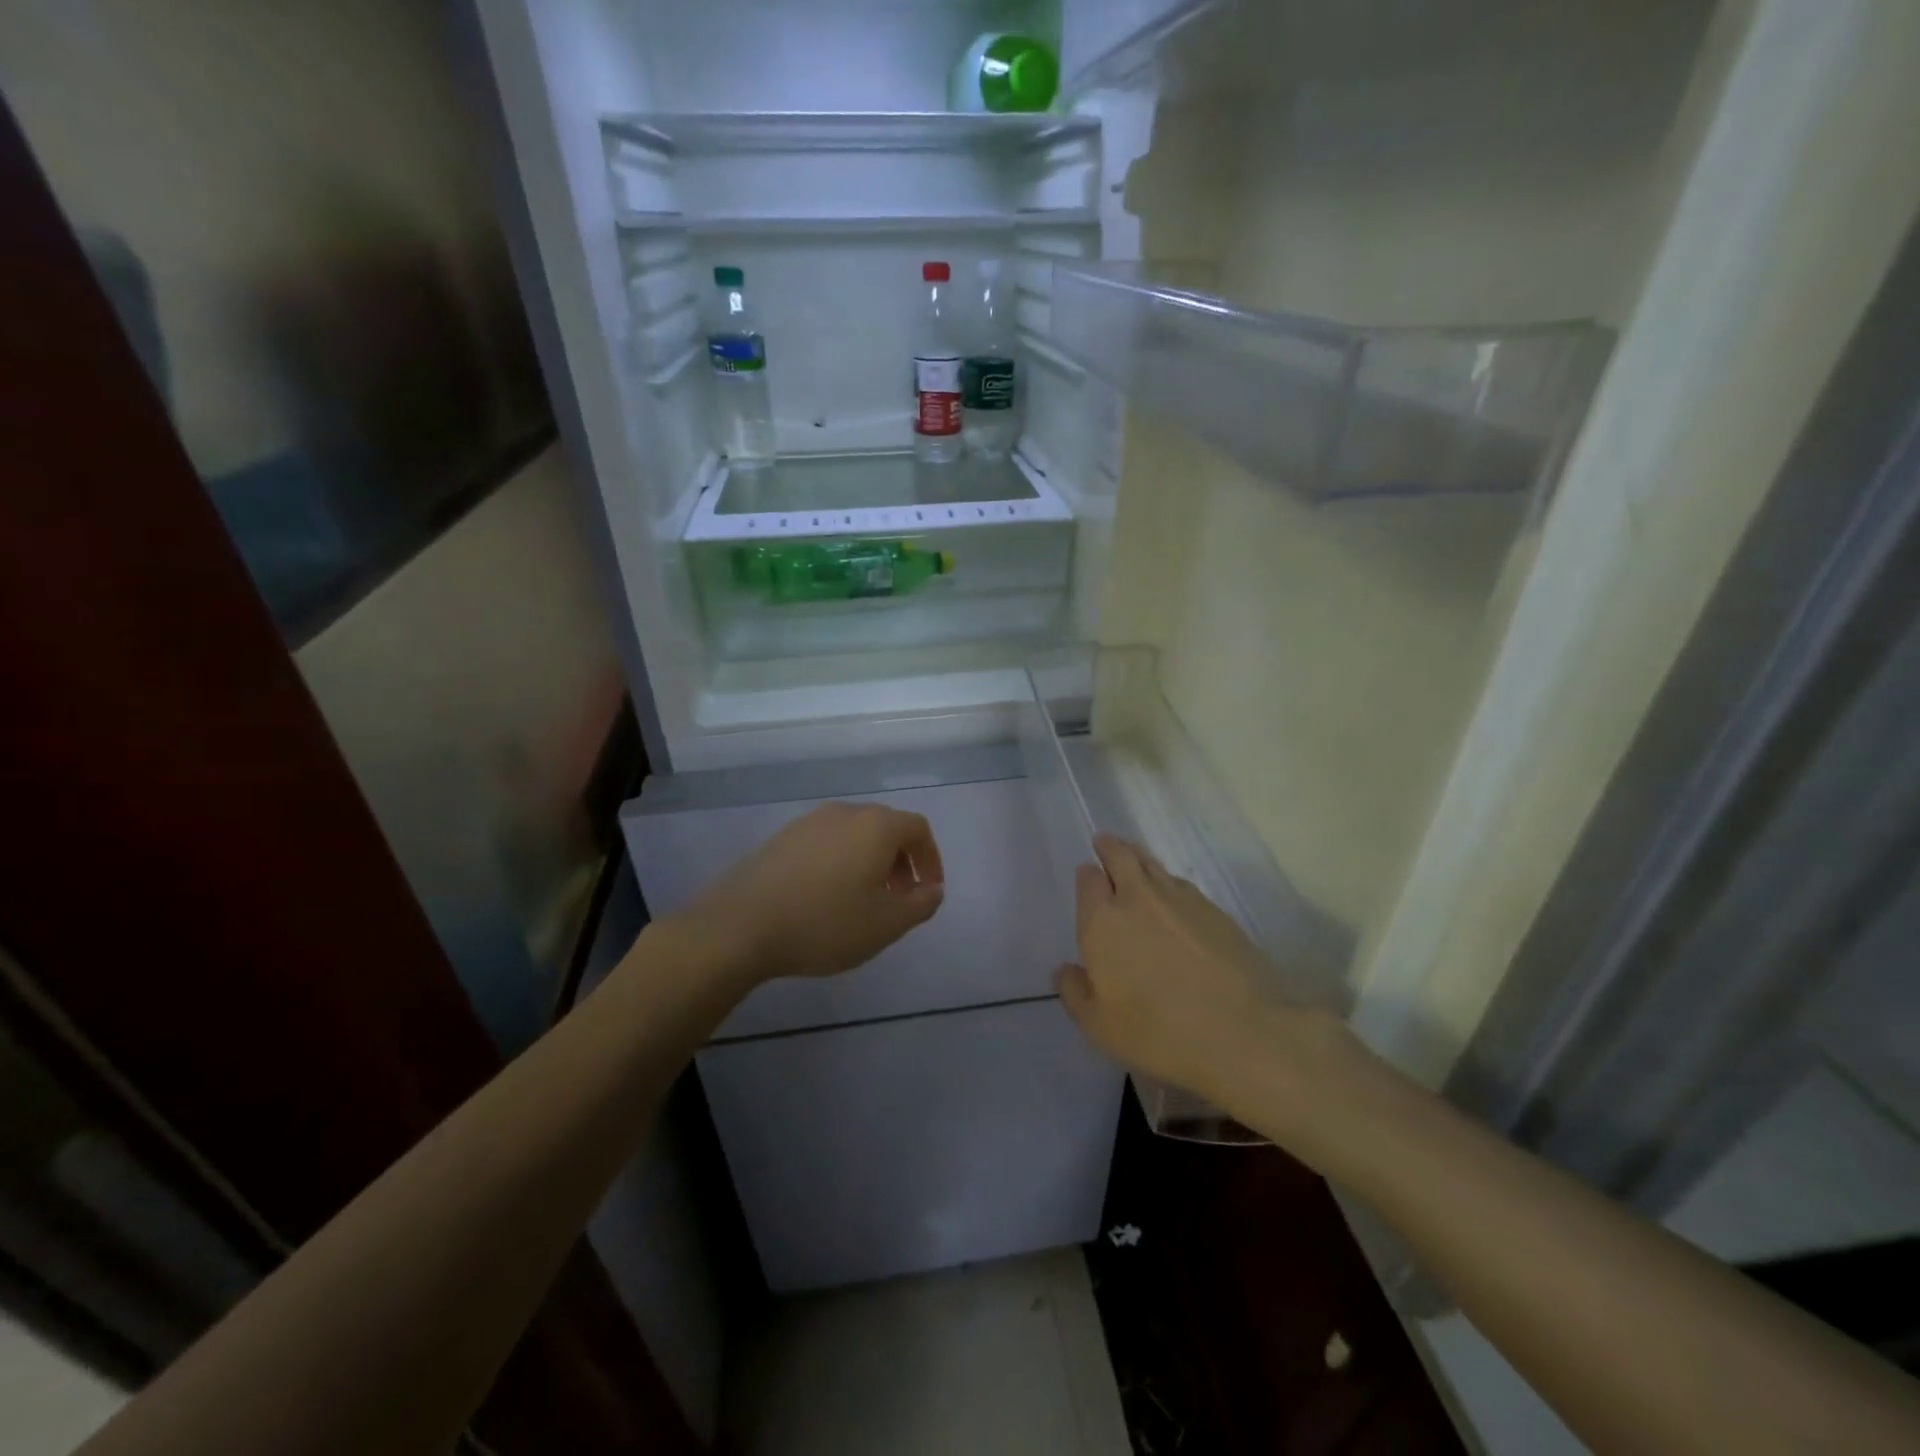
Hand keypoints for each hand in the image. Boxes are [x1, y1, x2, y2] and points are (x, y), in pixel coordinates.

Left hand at [677, 802, 944, 982]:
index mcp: (876, 826)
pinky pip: (825, 844)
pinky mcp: (781, 838)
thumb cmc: (825, 923)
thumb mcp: (886, 924)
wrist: (740, 926)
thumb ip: (921, 904)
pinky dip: (840, 863)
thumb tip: (932, 888)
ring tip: (863, 900)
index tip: (929, 890)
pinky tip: (826, 898)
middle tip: (900, 897)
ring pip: (854, 835)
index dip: (931, 858)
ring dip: (869, 862)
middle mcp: (844, 813)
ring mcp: (808, 822)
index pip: (918, 828)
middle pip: (886, 828)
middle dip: (901, 861)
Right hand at [1057, 834, 1355, 1117]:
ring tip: (1136, 860)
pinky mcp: (1216, 910)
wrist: (1242, 1032)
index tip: (1087, 874)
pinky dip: (1171, 883)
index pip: (1088, 881)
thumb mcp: (1099, 1026)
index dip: (1087, 875)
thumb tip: (1067, 970)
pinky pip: (1183, 885)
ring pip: (1154, 865)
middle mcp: (1138, 899)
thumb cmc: (1157, 1032)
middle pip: (1121, 856)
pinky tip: (1174, 897)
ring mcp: (1181, 899)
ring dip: (1140, 858)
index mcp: (1103, 921)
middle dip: (1110, 847)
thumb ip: (1075, 993)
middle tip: (1105, 842)